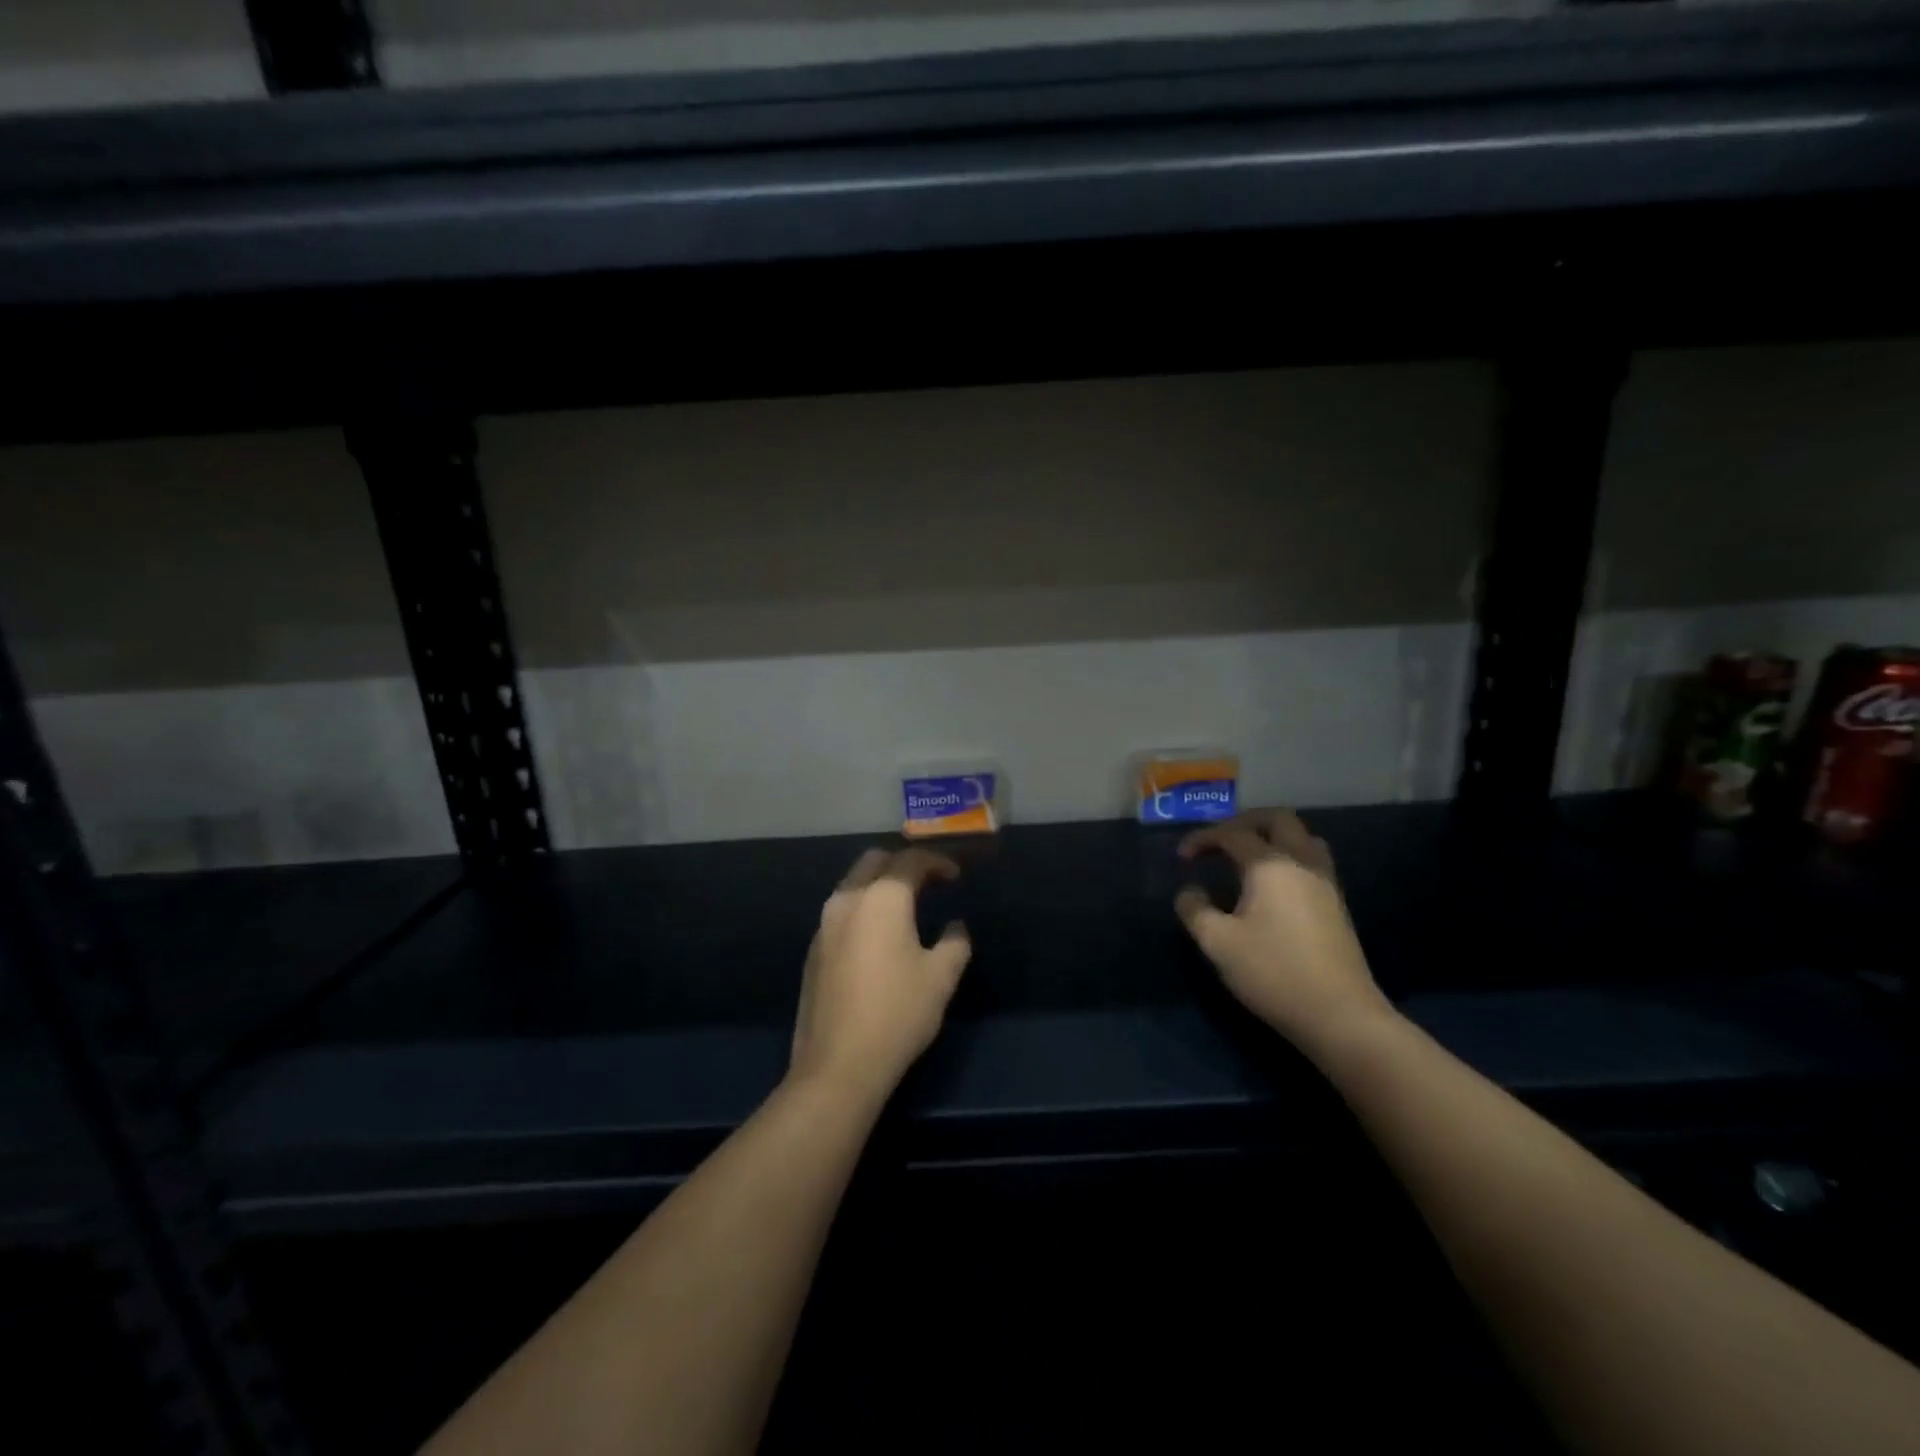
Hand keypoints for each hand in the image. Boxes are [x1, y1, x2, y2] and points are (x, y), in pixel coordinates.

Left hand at [789, 847, 971, 1100]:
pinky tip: (878, 935)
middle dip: (902, 864)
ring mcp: (825, 924)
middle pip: (874, 861)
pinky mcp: (814, 950)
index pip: (910, 861)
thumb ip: (954, 943)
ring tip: (905, 906)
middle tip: (928, 882)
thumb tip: (954, 928)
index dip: (937, 862)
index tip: (955, 877)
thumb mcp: (941, 977)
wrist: (838, 1064)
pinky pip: (842, 911)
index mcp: (882, 898)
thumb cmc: (898, 1013)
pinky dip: (863, 908)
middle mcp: (848, 899)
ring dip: (879, 884)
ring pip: (853, 884)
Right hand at [1175, 809, 1390, 1045]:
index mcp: (1270, 865)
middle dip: (1244, 822)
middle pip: (1278, 819)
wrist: (1340, 1015)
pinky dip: (1288, 858)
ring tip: (1247, 858)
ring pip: (1303, 838)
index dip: (1203, 838)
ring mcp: (1325, 882)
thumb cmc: (1273, 972)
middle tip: (1220, 841)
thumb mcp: (1218, 943)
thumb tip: (1189, 891)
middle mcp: (1302, 862)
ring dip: (1273, 837)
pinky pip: (1312, 861)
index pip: (1232, 834)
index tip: (1181, 857)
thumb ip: (1195, 910)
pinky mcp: (1337, 905)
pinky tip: (1272, 886)